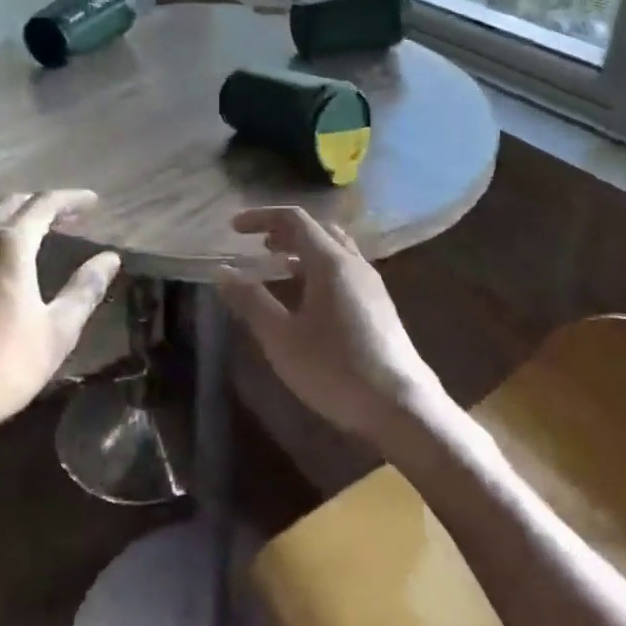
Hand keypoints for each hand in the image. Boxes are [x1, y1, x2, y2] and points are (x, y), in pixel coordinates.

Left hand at [0, 190, 120, 436]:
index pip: (44, 205)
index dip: (71, 199)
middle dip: (45, 203)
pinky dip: (4, 234)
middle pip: (13, 205)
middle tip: (74, 214)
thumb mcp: (58, 330)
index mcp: (9, 246)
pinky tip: (15, 258)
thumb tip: (110, 258)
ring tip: (48, 230)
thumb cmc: (3, 365)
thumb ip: (85, 289)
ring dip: (21, 217)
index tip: (95, 201)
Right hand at [218, 207, 445, 444]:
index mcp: (330, 262)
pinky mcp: (380, 306)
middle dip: (284, 232)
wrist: (401, 406)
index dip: (262, 218)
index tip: (234, 228)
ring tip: (278, 268)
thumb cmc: (335, 368)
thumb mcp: (281, 338)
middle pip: (318, 230)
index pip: (294, 220)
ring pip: (334, 250)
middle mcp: (354, 264)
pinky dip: (319, 269)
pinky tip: (308, 300)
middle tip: (257, 246)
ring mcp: (372, 284)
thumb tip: (223, 272)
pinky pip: (345, 271)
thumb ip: (251, 301)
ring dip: (303, 251)